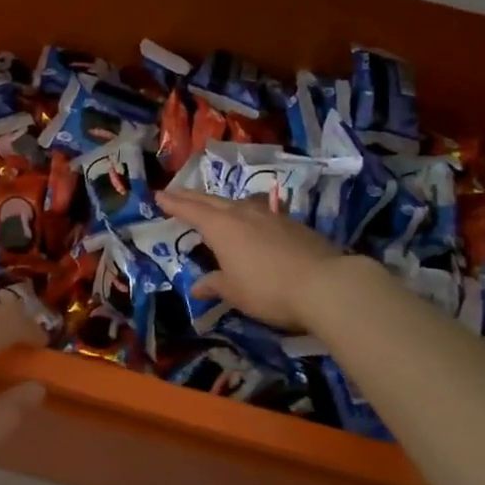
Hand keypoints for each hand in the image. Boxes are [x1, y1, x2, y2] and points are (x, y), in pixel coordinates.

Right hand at [157, 187, 350, 330]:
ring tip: (214, 203)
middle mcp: (243, 214)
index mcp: (221, 227)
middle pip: (212, 200)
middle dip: (192, 196)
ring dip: (221, 202)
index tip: (159, 195)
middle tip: (177, 192)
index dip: (174, 204)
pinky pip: (260, 211)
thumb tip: (197, 287)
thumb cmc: (268, 289)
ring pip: (238, 202)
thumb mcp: (234, 292)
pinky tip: (252, 218)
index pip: (191, 210)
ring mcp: (270, 216)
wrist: (325, 285)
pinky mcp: (292, 224)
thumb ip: (214, 285)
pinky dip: (247, 212)